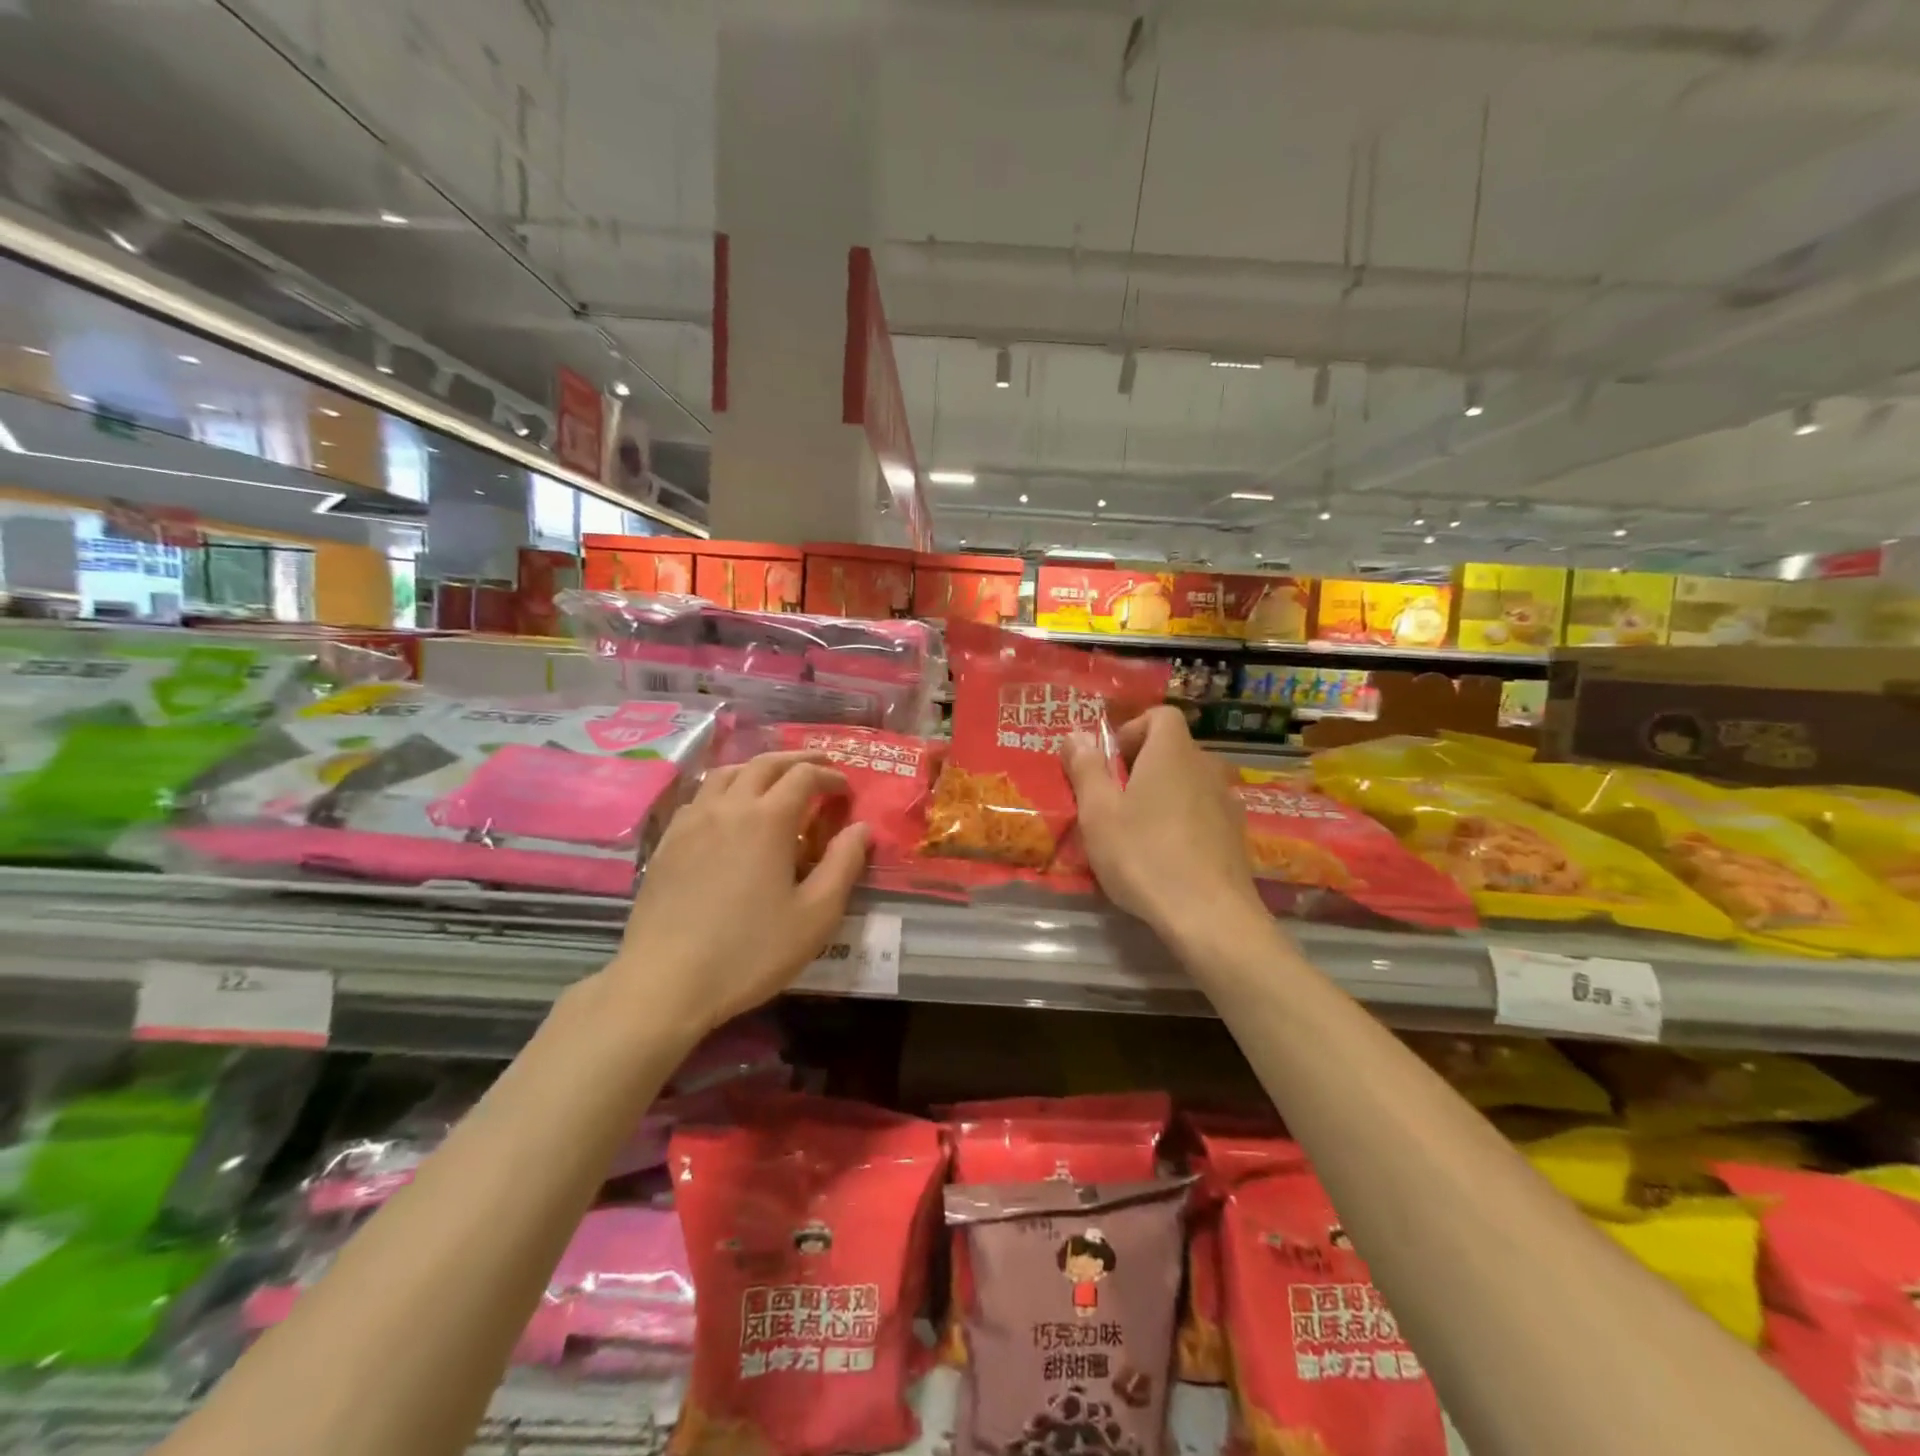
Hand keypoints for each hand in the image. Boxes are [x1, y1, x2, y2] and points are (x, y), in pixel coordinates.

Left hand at [605, 751, 869, 1039]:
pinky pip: (699, 797)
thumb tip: (861, 828)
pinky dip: (724, 790)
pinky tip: (727, 812)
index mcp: (767, 819)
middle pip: (764, 764)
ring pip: (726, 774)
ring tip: (774, 780)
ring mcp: (691, 822)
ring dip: (757, 768)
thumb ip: (843, 865)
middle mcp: (728, 807)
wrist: (665, 982)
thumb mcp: (815, 915)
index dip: (829, 776)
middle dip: (796, 760)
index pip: (804, 777)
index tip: (845, 789)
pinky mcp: (667, 843)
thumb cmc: (750, 951)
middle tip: (818, 767)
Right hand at [1061, 706, 1268, 950]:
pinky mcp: (1236, 835)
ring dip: (1163, 794)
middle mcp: (1205, 768)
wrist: (1210, 916)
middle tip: (1113, 800)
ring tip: (1138, 831)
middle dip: (1142, 765)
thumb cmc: (1144, 856)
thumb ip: (1086, 769)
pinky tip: (1167, 855)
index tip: (1110, 761)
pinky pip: (1203, 811)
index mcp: (1171, 754)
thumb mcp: (1099, 813)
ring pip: (1189, 782)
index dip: (1132, 729)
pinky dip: (1183, 820)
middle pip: (1173, 749)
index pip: (1161, 715)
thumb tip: (1076, 734)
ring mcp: (1227, 801)